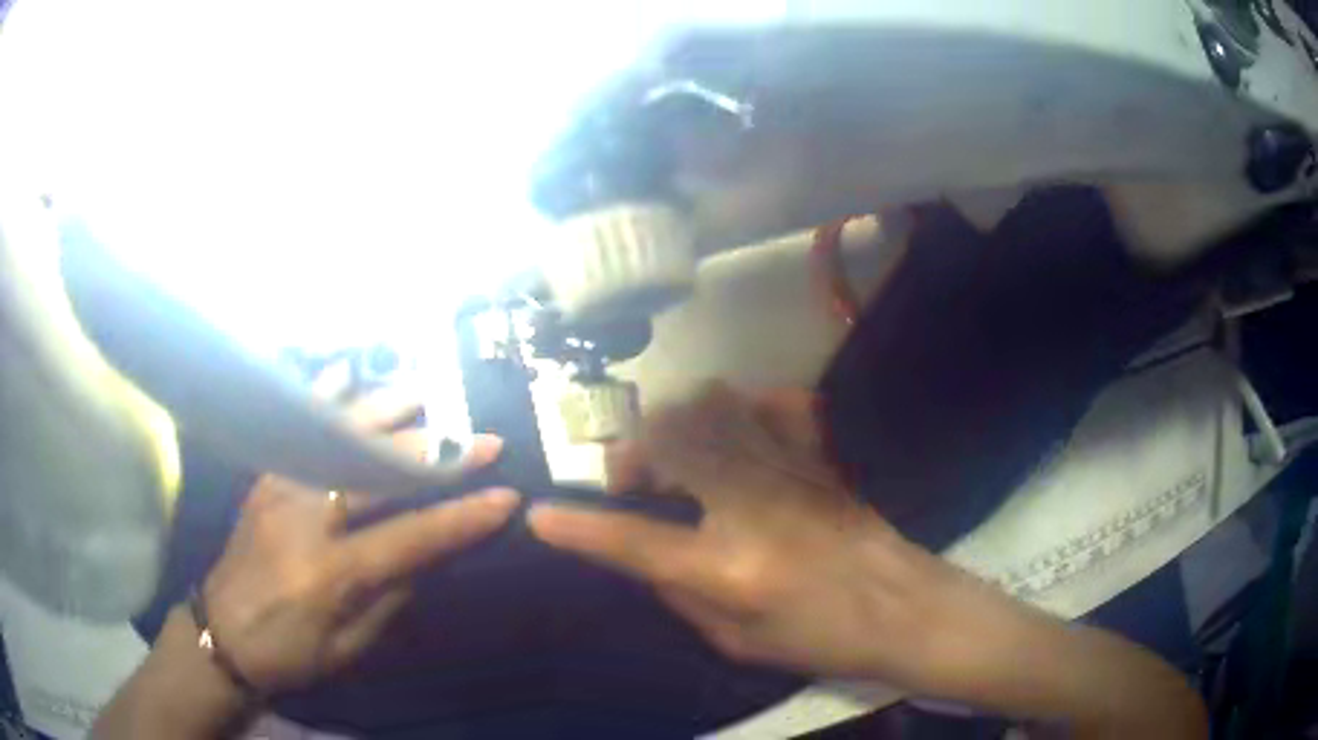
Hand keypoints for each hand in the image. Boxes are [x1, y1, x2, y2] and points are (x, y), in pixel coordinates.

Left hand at [199, 385, 518, 693]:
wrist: (221, 634)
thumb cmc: (289, 654)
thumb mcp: (349, 649)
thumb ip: (389, 602)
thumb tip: (425, 558)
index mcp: (330, 573)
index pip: (409, 537)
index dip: (460, 518)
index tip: (505, 497)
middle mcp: (304, 519)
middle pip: (377, 475)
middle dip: (436, 455)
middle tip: (481, 438)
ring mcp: (279, 489)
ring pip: (339, 440)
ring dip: (387, 414)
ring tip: (426, 392)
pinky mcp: (263, 480)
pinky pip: (296, 429)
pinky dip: (324, 399)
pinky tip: (344, 372)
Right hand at [528, 384, 1207, 736]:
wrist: (905, 610)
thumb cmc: (821, 640)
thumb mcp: (736, 644)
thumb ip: (679, 595)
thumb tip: (645, 556)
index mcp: (727, 569)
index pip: (631, 542)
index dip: (576, 528)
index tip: (540, 516)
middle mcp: (751, 507)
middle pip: (667, 443)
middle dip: (628, 455)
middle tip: (628, 482)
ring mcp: (788, 471)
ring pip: (711, 408)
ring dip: (674, 427)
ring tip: (674, 457)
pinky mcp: (816, 455)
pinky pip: (767, 405)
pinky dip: (738, 411)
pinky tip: (736, 435)